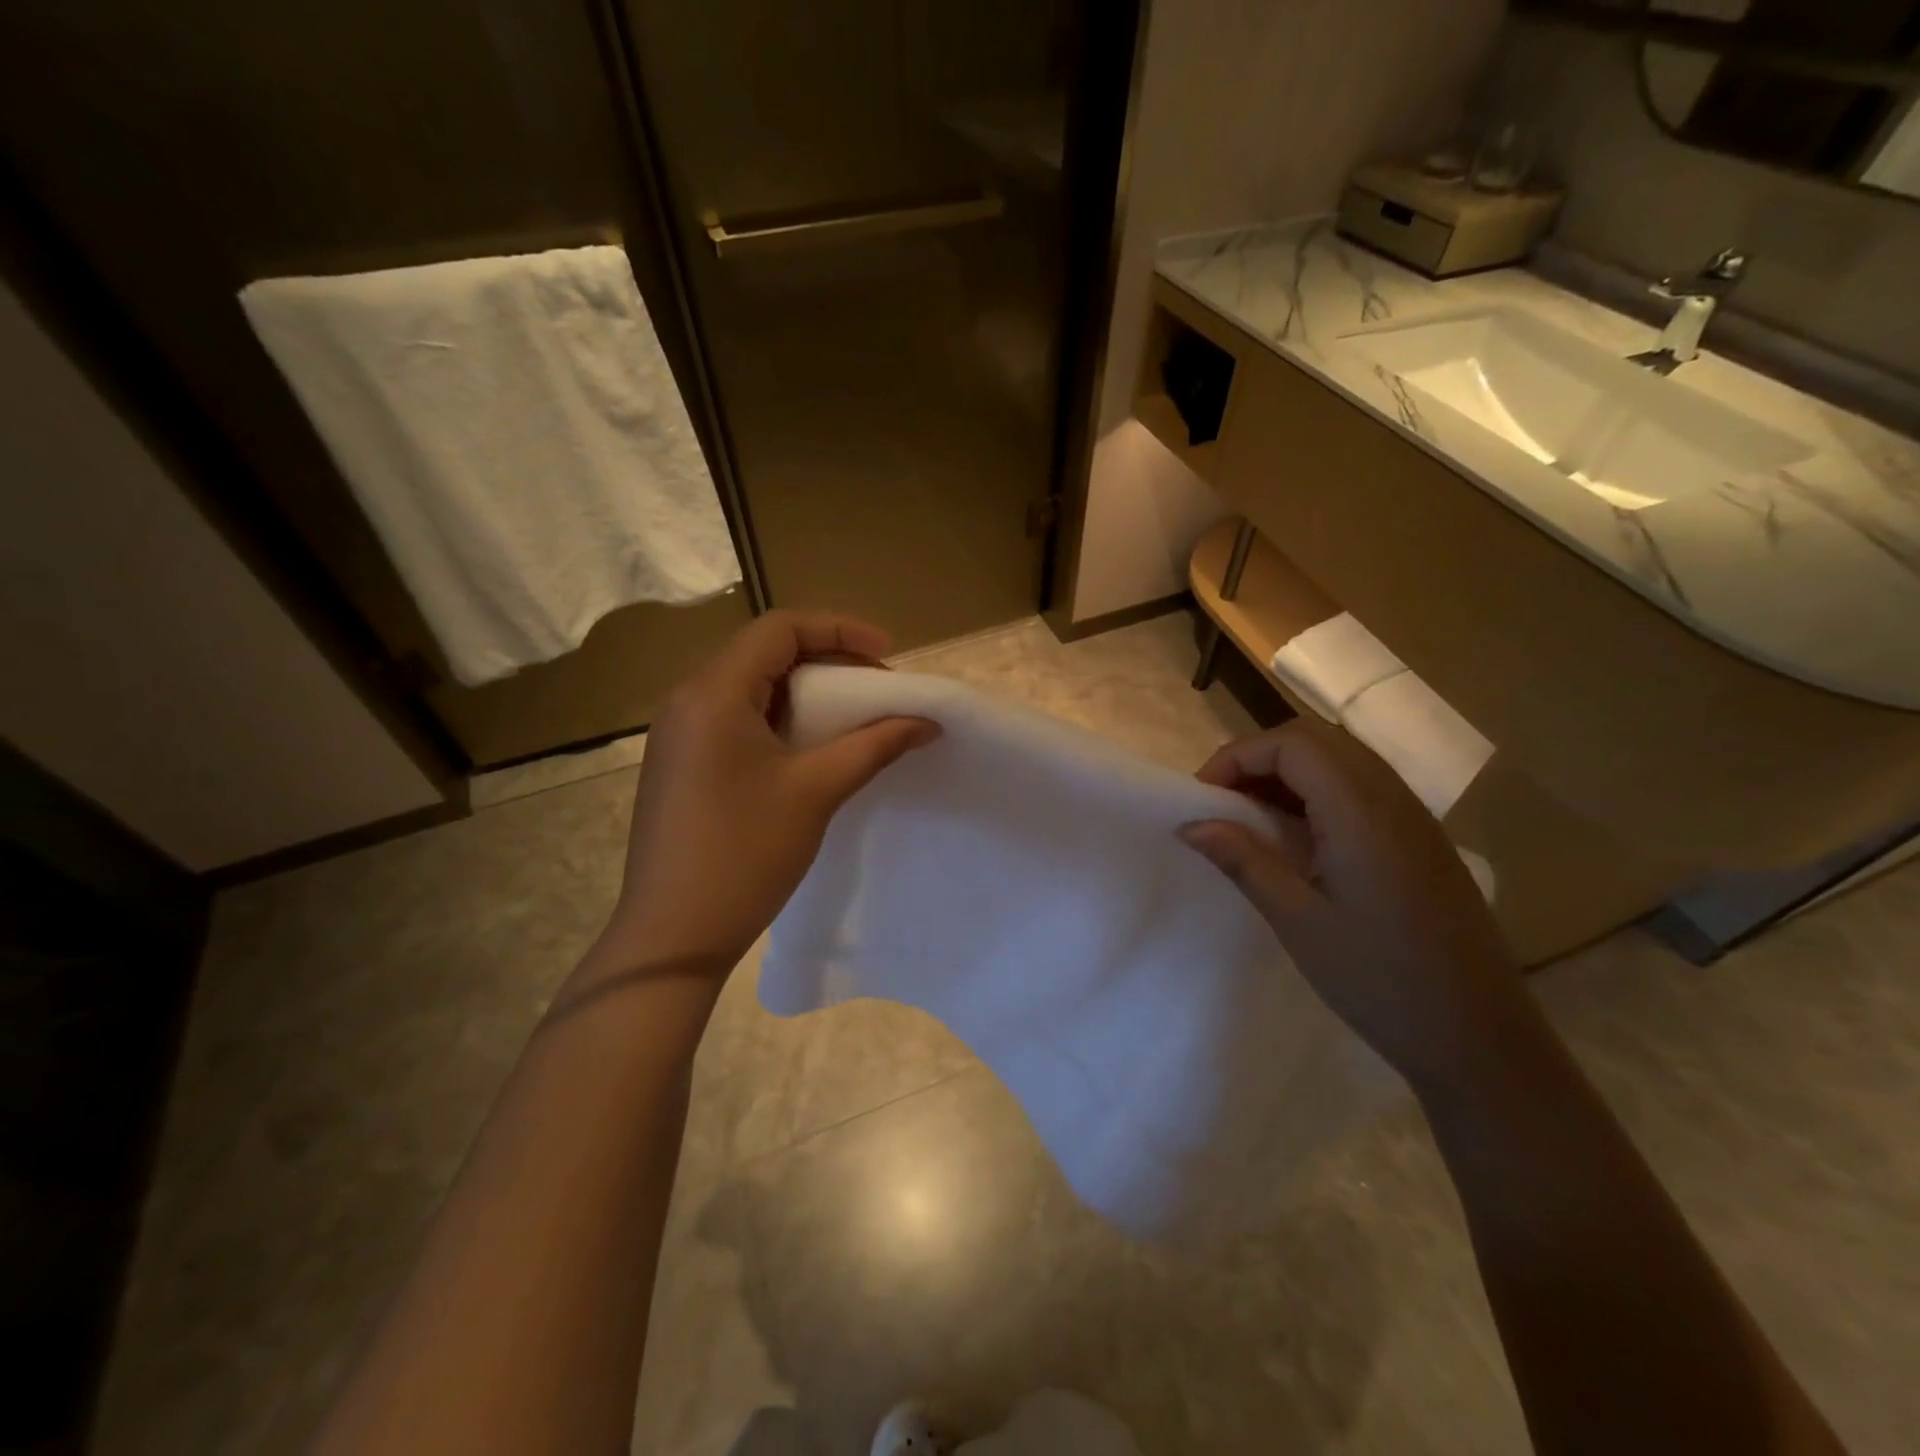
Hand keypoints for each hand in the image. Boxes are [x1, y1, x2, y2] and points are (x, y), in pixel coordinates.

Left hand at [600, 611, 939, 979]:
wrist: (673, 935)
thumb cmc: (745, 854)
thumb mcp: (817, 791)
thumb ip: (875, 745)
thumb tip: (927, 722)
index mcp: (714, 693)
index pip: (780, 628)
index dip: (839, 629)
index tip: (886, 654)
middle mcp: (688, 700)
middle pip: (764, 653)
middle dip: (827, 660)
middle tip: (876, 689)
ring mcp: (678, 733)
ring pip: (750, 687)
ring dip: (804, 692)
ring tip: (850, 718)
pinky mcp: (680, 764)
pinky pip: (735, 719)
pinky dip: (779, 719)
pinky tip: (808, 750)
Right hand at [1179, 718, 1538, 1095]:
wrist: (1479, 1038)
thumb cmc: (1379, 980)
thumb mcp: (1297, 920)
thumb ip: (1243, 860)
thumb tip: (1190, 824)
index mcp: (1361, 812)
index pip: (1292, 743)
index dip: (1238, 756)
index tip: (1202, 797)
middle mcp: (1392, 798)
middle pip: (1316, 739)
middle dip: (1259, 757)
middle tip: (1223, 801)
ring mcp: (1413, 816)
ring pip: (1341, 759)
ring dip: (1288, 772)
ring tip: (1251, 816)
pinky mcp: (1421, 839)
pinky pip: (1361, 786)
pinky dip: (1317, 791)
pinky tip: (1298, 836)